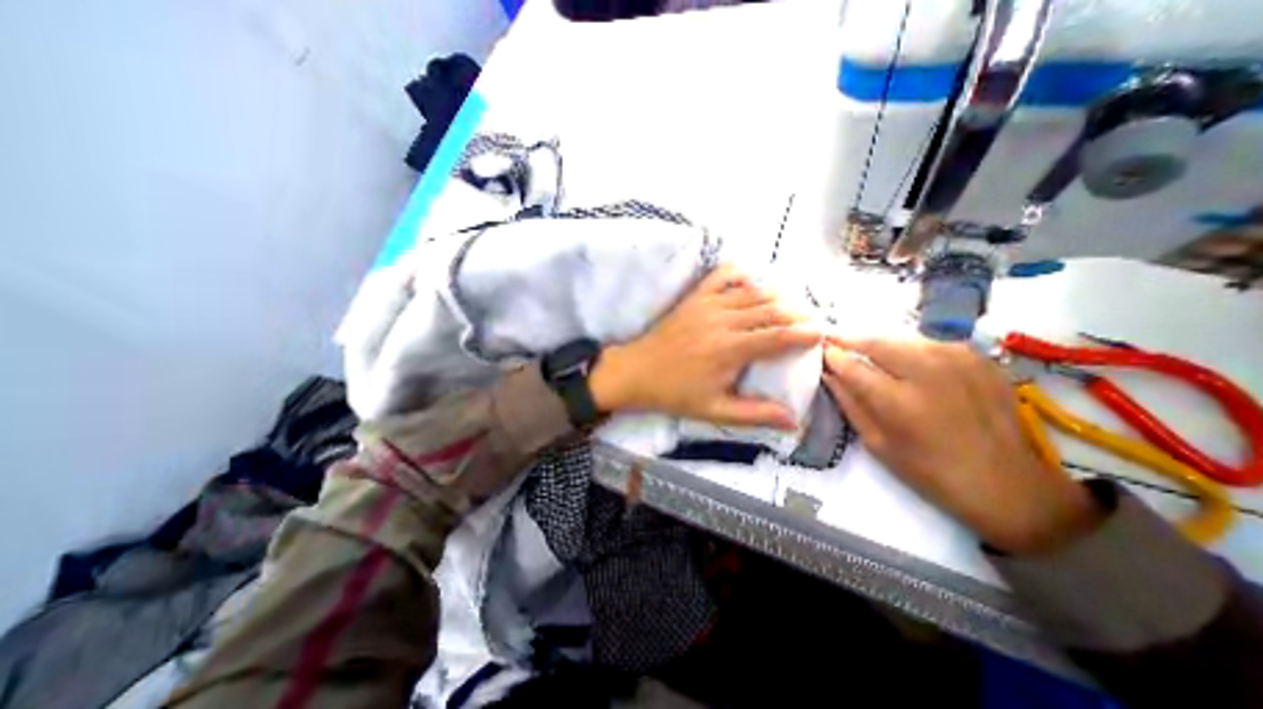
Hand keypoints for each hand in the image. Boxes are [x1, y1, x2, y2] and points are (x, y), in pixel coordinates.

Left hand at [591, 266, 820, 429]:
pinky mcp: (694, 298)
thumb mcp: (714, 410)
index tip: (820, 335)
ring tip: (790, 305)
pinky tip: (751, 282)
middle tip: (811, 321)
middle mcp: (723, 321)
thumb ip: (754, 414)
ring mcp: (707, 305)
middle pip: (770, 310)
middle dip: (795, 314)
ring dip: (775, 296)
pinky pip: (721, 276)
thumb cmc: (675, 393)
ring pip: (752, 293)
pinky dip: (740, 275)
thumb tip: (793, 421)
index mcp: (730, 350)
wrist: (636, 372)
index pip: (777, 337)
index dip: (803, 334)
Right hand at [820, 335, 1107, 556]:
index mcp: (899, 401)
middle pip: (876, 343)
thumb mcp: (877, 443)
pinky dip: (910, 349)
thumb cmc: (930, 472)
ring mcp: (957, 361)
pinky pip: (930, 344)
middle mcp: (927, 372)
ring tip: (867, 353)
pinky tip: (906, 362)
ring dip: (879, 344)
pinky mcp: (978, 359)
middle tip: (835, 342)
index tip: (820, 351)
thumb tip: (828, 374)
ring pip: (902, 339)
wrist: (1009, 485)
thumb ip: (849, 403)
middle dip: (850, 340)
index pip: (851, 366)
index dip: (831, 356)